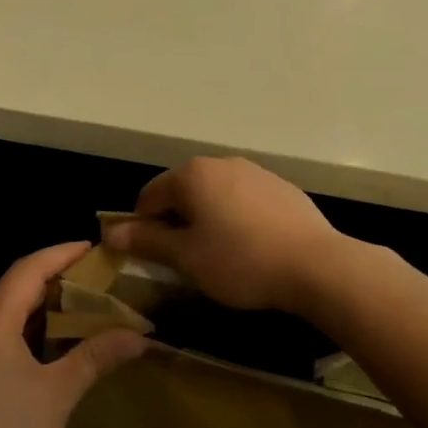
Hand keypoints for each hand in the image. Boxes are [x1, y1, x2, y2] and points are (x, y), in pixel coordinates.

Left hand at [0, 243, 146, 427]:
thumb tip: (141, 337)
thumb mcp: (58, 395)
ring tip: (78, 305)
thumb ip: (96, 357)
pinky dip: (22, 327)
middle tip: (94, 278)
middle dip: (53, 278)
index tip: (94, 249)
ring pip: (1, 311)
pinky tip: (46, 343)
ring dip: (37, 305)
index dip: (62, 254)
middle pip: (12, 287)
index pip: (27, 269)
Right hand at [100, 158, 343, 311]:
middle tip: (183, 260)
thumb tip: (112, 233)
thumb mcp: (186, 258)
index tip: (148, 257)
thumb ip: (147, 242)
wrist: (316, 264)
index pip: (149, 196)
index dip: (141, 227)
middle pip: (183, 191)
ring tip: (218, 255)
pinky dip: (236, 218)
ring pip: (215, 195)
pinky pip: (244, 200)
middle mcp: (221, 162)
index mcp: (192, 175)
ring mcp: (254, 171)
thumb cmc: (241, 261)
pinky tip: (250, 247)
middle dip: (176, 222)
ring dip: (206, 219)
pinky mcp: (280, 187)